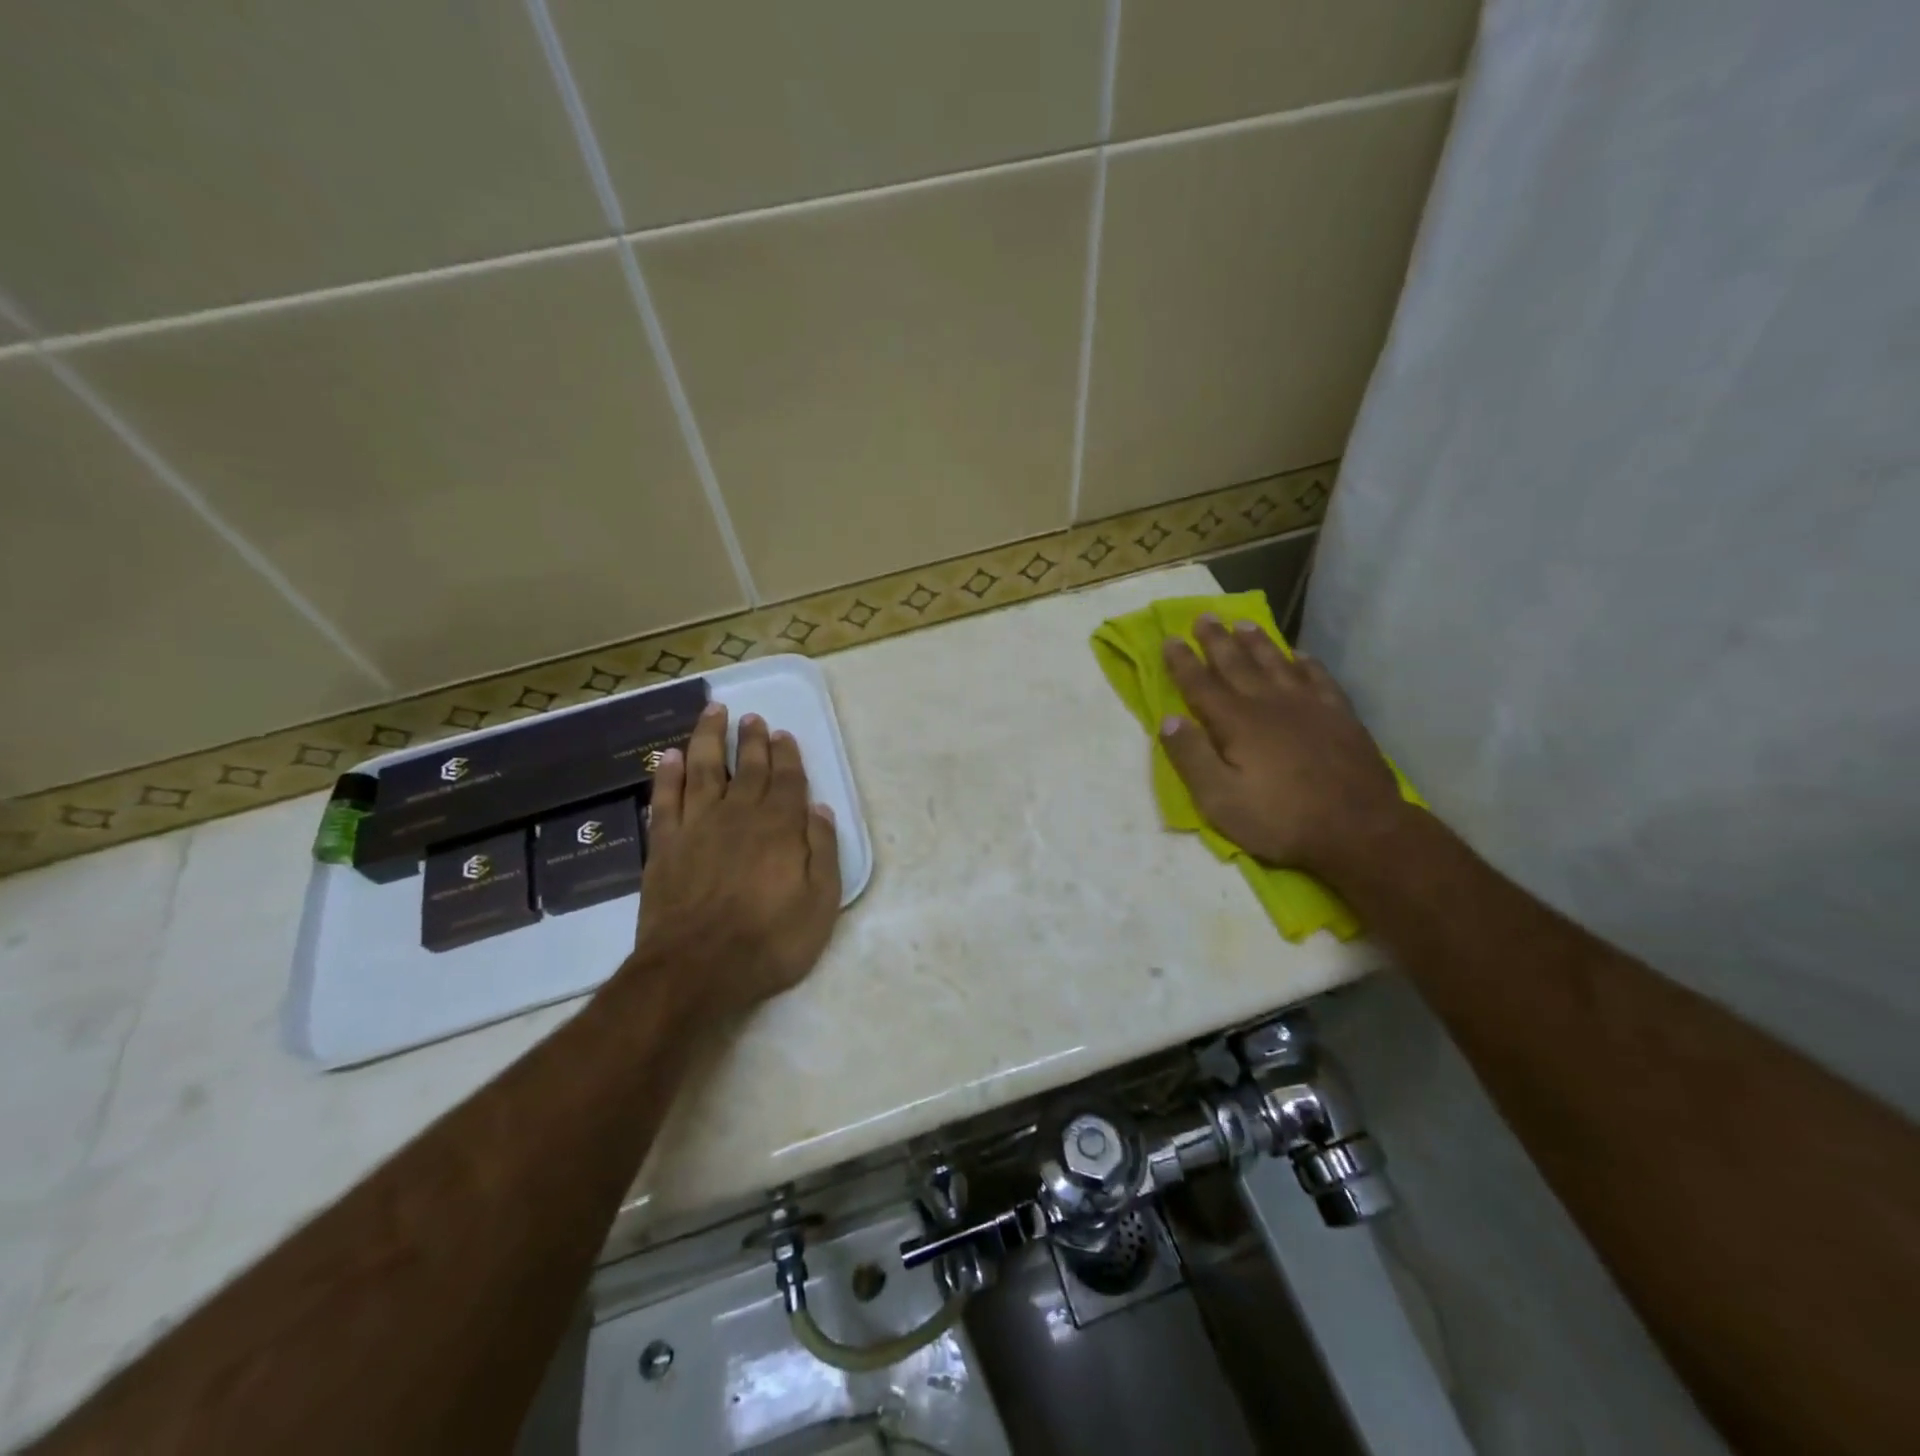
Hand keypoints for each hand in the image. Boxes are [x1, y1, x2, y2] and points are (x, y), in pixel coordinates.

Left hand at [631, 702, 841, 1016]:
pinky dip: (668, 775)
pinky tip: (671, 756)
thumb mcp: (819, 903)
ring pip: (704, 770)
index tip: (783, 734)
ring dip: (710, 738)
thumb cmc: (768, 942)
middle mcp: (738, 816)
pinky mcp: (664, 846)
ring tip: (714, 713)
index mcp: (779, 828)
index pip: (787, 780)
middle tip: (752, 718)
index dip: (786, 755)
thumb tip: (821, 810)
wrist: (695, 971)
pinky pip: (665, 800)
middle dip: (752, 740)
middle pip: (748, 769)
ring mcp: (697, 827)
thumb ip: (822, 852)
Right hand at [1160, 616, 1408, 879]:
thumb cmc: (1280, 819)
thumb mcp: (1220, 800)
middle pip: (1237, 664)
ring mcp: (1309, 706)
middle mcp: (1269, 704)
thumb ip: (1191, 757)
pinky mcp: (1339, 716)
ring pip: (1276, 663)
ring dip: (1257, 642)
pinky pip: (1319, 678)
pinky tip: (1299, 655)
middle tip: (1204, 616)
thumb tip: (1167, 719)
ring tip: (1243, 624)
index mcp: (1237, 723)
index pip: (1201, 685)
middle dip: (1217, 640)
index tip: (1169, 639)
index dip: (1182, 662)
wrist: (1359, 829)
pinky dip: (1306, 663)